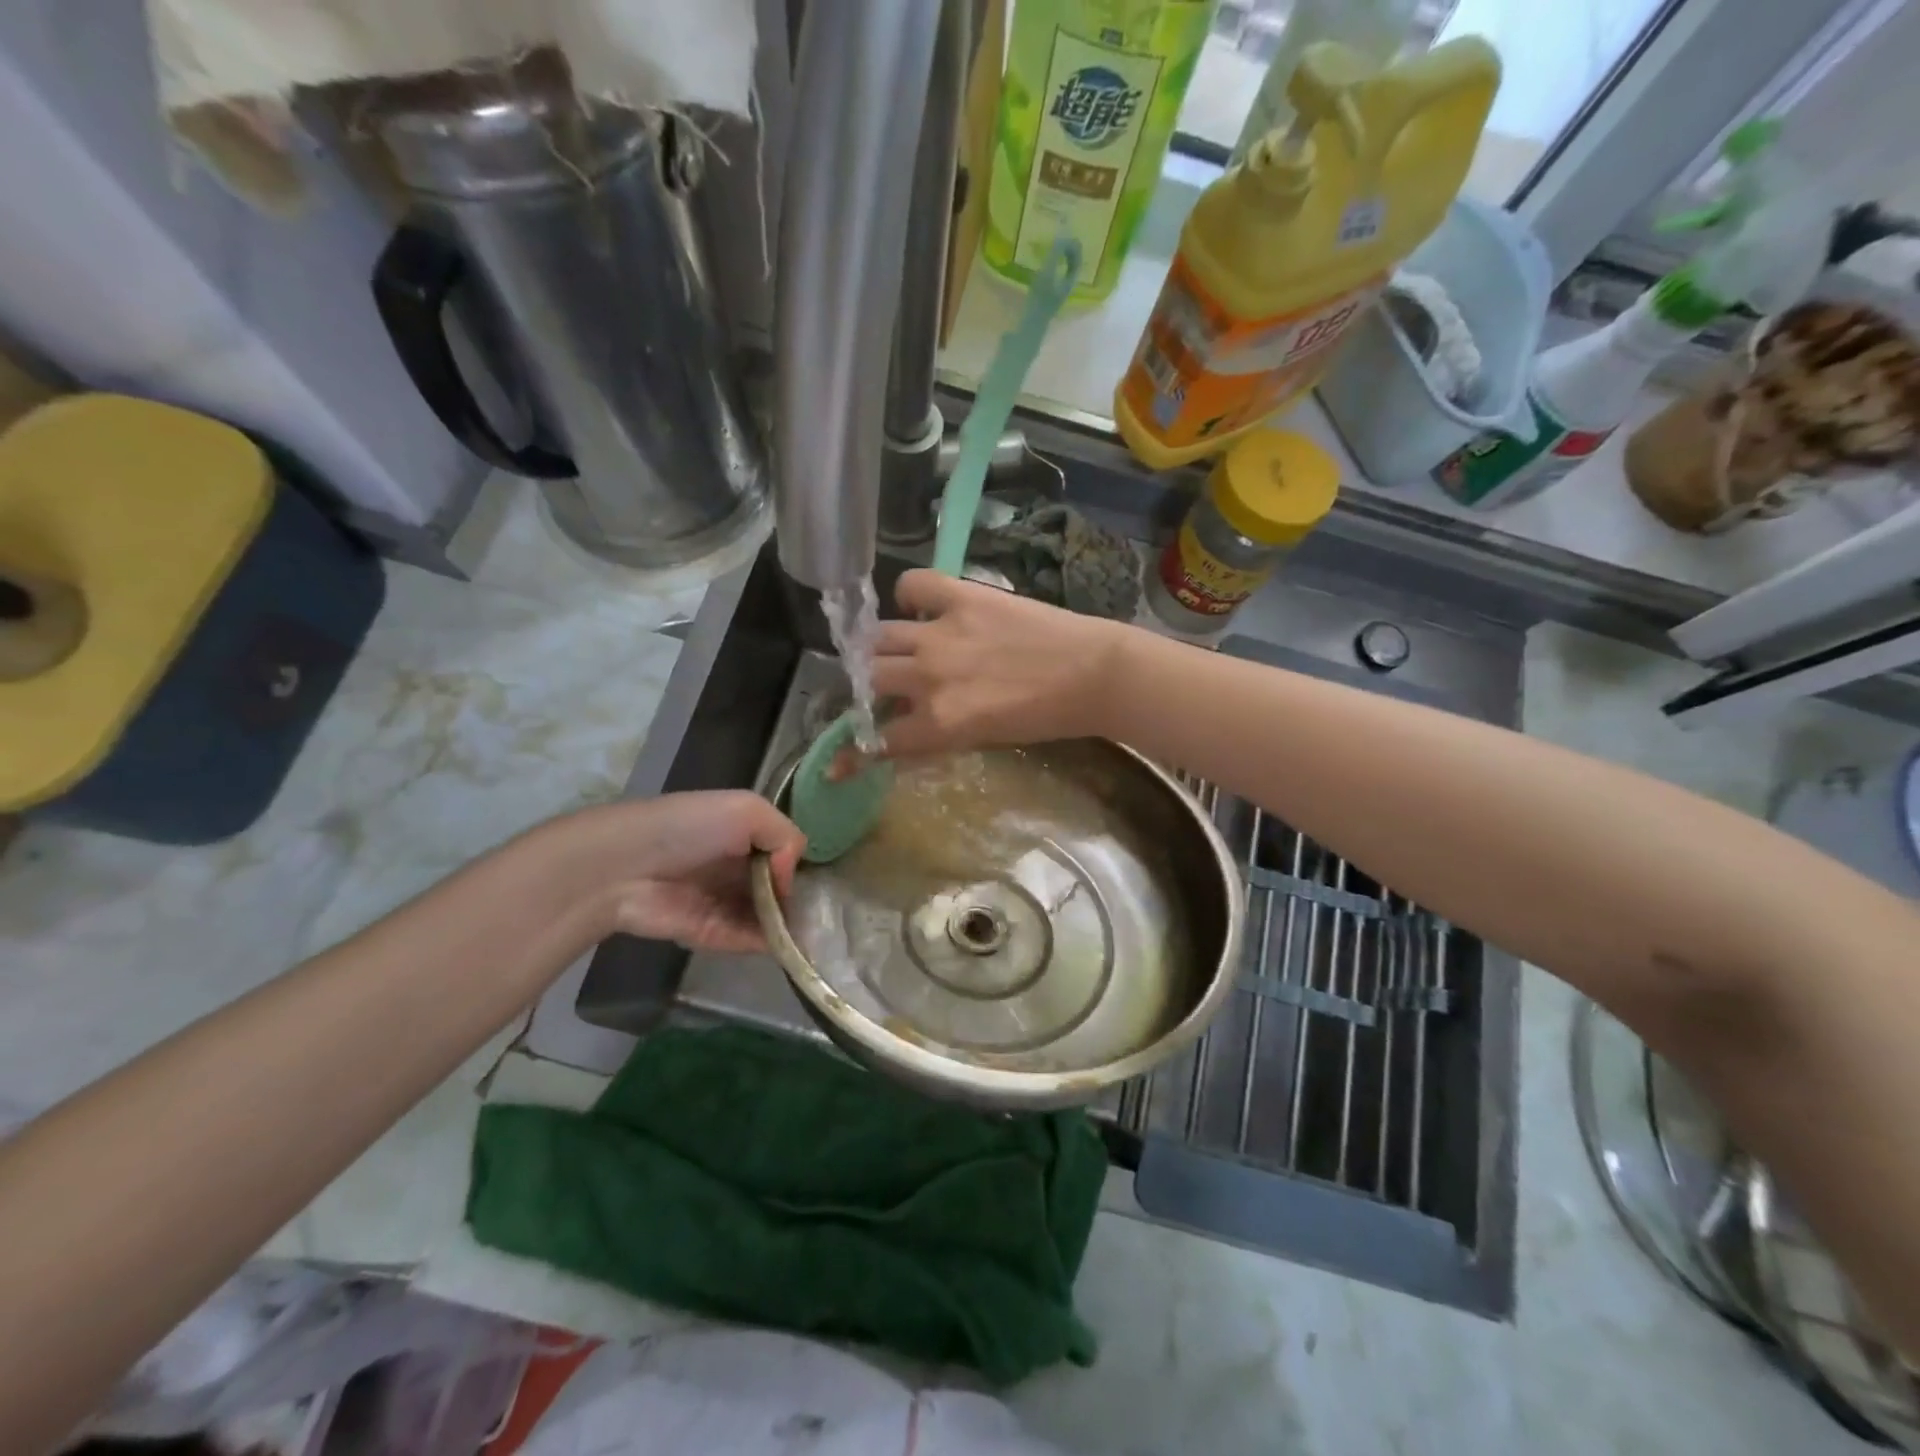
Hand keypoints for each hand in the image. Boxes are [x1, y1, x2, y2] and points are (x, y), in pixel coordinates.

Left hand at [562, 792, 805, 952]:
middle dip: (796, 897)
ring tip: (814, 932)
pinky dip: (770, 943)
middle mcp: (732, 867)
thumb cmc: (689, 828)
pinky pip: (747, 939)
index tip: (817, 876)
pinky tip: (792, 944)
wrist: (624, 867)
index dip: (797, 864)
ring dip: (788, 924)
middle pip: (776, 886)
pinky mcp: (710, 934)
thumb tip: (789, 878)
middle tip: (822, 911)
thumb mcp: (747, 809)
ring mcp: (722, 902)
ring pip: (766, 915)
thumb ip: (785, 836)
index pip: (781, 851)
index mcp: (740, 833)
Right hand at [863, 570, 1127, 759]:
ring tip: (891, 645)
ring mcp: (942, 633)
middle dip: (865, 685)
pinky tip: (919, 605)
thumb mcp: (985, 739)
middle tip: (875, 684)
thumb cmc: (1045, 717)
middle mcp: (929, 678)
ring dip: (879, 645)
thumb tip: (906, 728)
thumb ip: (939, 732)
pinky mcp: (963, 597)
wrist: (1093, 674)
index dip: (852, 754)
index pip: (879, 740)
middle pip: (869, 677)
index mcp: (939, 722)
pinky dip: (908, 594)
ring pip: (879, 635)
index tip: (837, 762)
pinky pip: (913, 584)